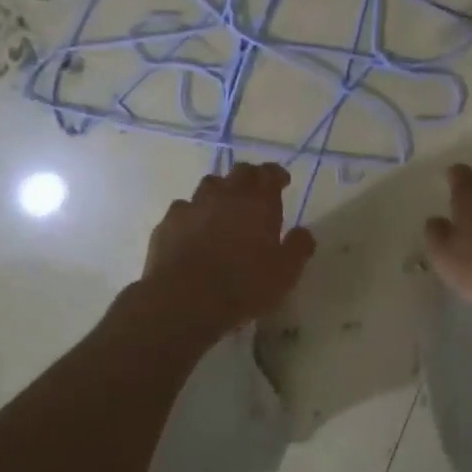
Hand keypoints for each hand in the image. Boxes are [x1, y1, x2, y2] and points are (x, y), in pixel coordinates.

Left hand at [143, 163, 316, 335]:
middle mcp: (225, 195)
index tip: (282, 181)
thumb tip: (304, 233)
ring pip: (209, 185)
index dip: (276, 175)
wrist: (185, 299)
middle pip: (239, 172)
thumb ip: (298, 248)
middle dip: (250, 178)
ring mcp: (193, 205)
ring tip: (223, 208)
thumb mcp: (285, 273)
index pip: (269, 174)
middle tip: (255, 192)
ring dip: (219, 191)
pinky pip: (183, 208)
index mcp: (258, 202)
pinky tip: (193, 229)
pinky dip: (192, 214)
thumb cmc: (244, 285)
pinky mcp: (168, 222)